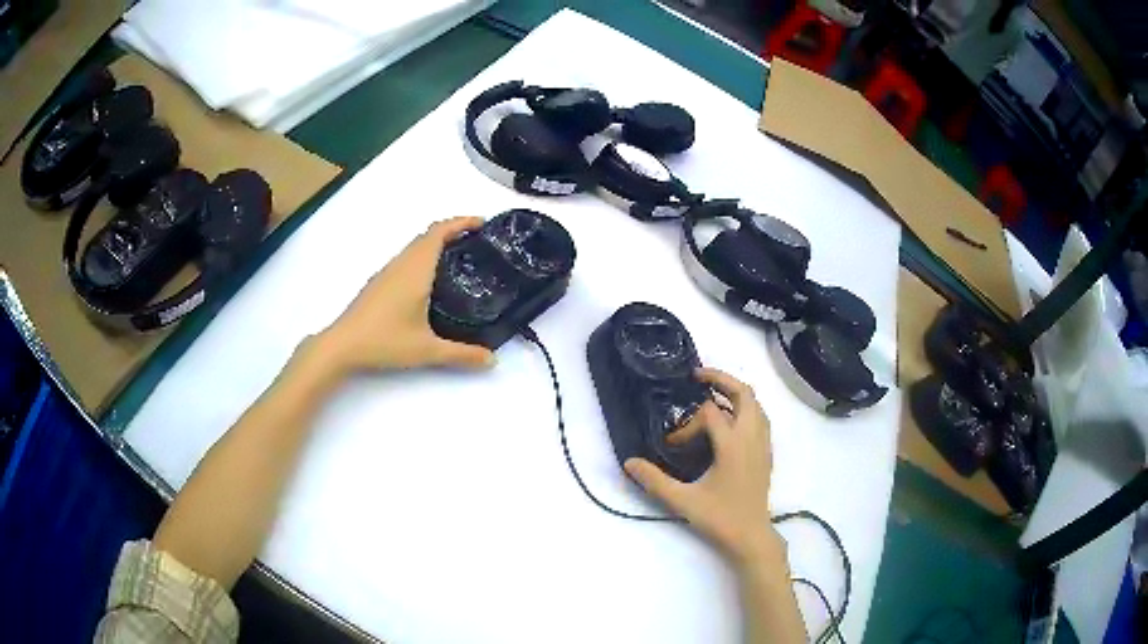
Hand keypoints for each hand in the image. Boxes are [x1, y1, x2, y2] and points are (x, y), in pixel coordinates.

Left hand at [317, 217, 494, 372]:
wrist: (342, 345)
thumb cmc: (384, 340)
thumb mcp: (427, 350)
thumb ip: (462, 354)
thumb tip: (492, 361)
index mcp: (415, 269)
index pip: (439, 232)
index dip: (462, 222)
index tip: (483, 223)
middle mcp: (401, 264)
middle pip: (428, 235)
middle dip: (454, 232)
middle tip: (479, 243)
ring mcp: (387, 273)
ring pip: (415, 247)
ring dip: (437, 244)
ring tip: (460, 260)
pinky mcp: (379, 284)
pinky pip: (406, 259)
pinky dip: (424, 258)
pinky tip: (431, 282)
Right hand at [625, 368, 777, 563]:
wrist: (751, 536)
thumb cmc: (720, 518)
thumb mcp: (683, 501)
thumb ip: (654, 481)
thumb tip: (629, 462)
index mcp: (733, 445)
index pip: (710, 414)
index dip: (687, 424)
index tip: (673, 443)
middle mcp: (752, 437)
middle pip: (744, 393)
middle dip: (721, 379)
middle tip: (697, 377)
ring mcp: (763, 444)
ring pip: (756, 404)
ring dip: (735, 393)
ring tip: (712, 395)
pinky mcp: (767, 453)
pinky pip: (760, 418)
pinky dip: (746, 408)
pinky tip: (730, 421)